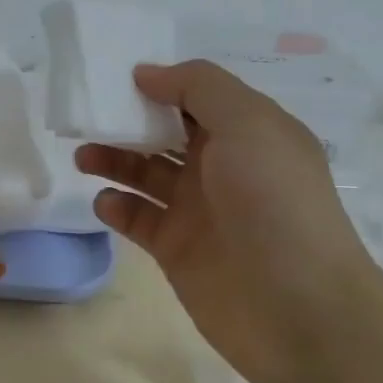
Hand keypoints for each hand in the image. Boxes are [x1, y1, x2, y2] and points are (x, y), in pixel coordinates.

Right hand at [76, 61, 378, 382]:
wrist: (298, 310)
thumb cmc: (275, 203)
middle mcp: (223, 166)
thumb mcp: (248, 124)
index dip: (160, 84)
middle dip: (127, 121)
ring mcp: (199, 209)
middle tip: (87, 116)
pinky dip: (118, 206)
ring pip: (146, 173)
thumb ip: (198, 87)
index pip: (197, 96)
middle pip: (165, 132)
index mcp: (249, 132)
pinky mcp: (177, 249)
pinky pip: (138, 218)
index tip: (115, 76)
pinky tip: (107, 202)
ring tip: (84, 157)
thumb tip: (147, 72)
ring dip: (113, 159)